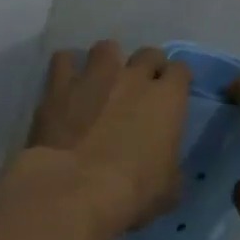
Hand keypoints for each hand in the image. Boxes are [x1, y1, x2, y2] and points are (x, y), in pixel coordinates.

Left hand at [25, 41, 189, 237]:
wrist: (76, 188)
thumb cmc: (133, 191)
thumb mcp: (169, 189)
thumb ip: (170, 167)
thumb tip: (165, 167)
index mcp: (168, 99)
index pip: (181, 71)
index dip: (178, 81)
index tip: (173, 94)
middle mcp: (134, 77)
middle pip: (148, 54)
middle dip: (147, 67)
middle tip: (140, 89)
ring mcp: (95, 76)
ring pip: (107, 48)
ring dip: (108, 62)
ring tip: (102, 81)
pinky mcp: (59, 86)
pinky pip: (64, 60)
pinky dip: (67, 69)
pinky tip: (67, 85)